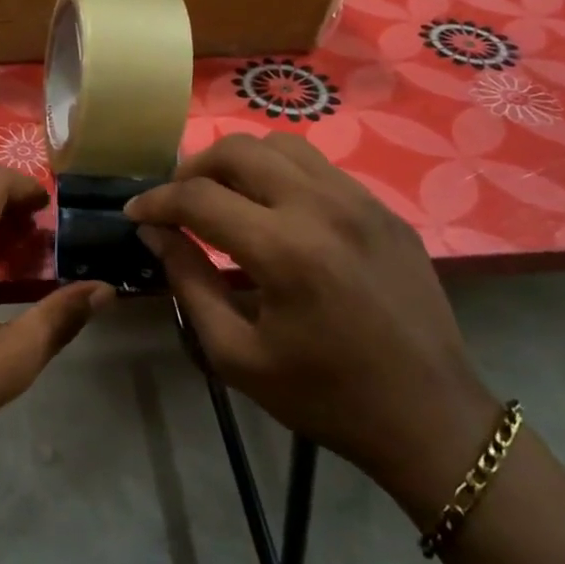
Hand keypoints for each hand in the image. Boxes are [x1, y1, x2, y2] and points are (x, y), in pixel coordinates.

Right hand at [126, 133, 499, 520]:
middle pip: (239, 150)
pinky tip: (274, 212)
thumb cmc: (324, 396)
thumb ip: (189, 282)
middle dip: (193, 169)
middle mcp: (322, 207)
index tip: (135, 213)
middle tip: (177, 202)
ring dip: (239, 163)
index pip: (198, 197)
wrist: (429, 417)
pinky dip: (280, 176)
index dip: (156, 201)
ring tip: (223, 197)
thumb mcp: (237, 354)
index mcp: (284, 250)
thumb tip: (157, 233)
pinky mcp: (384, 210)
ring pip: (281, 146)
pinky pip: (319, 168)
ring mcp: (361, 201)